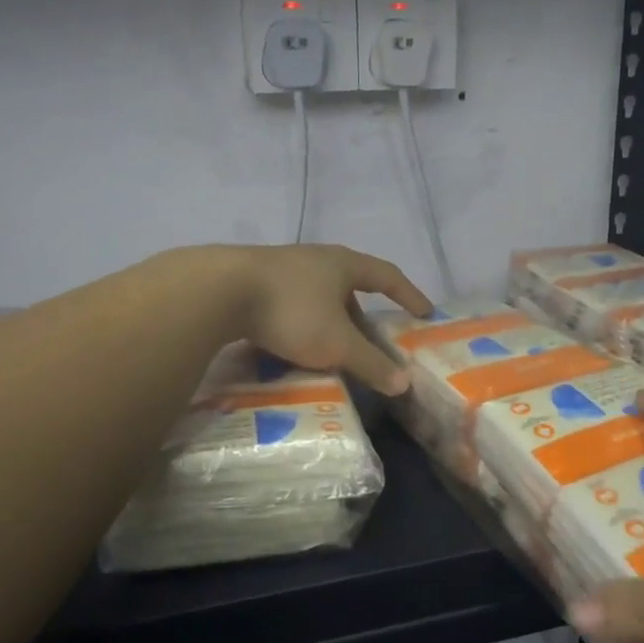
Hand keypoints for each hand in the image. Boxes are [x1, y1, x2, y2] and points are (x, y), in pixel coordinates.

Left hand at [227, 244, 432, 395]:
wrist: (218, 291)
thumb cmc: (291, 311)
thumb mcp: (336, 344)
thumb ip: (371, 363)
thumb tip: (404, 383)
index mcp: (343, 264)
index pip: (388, 275)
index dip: (409, 294)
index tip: (424, 312)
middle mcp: (316, 258)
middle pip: (350, 284)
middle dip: (363, 313)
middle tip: (370, 340)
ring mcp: (283, 266)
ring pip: (318, 293)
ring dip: (330, 318)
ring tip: (331, 347)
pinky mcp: (254, 279)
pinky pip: (291, 301)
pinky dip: (302, 322)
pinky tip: (292, 344)